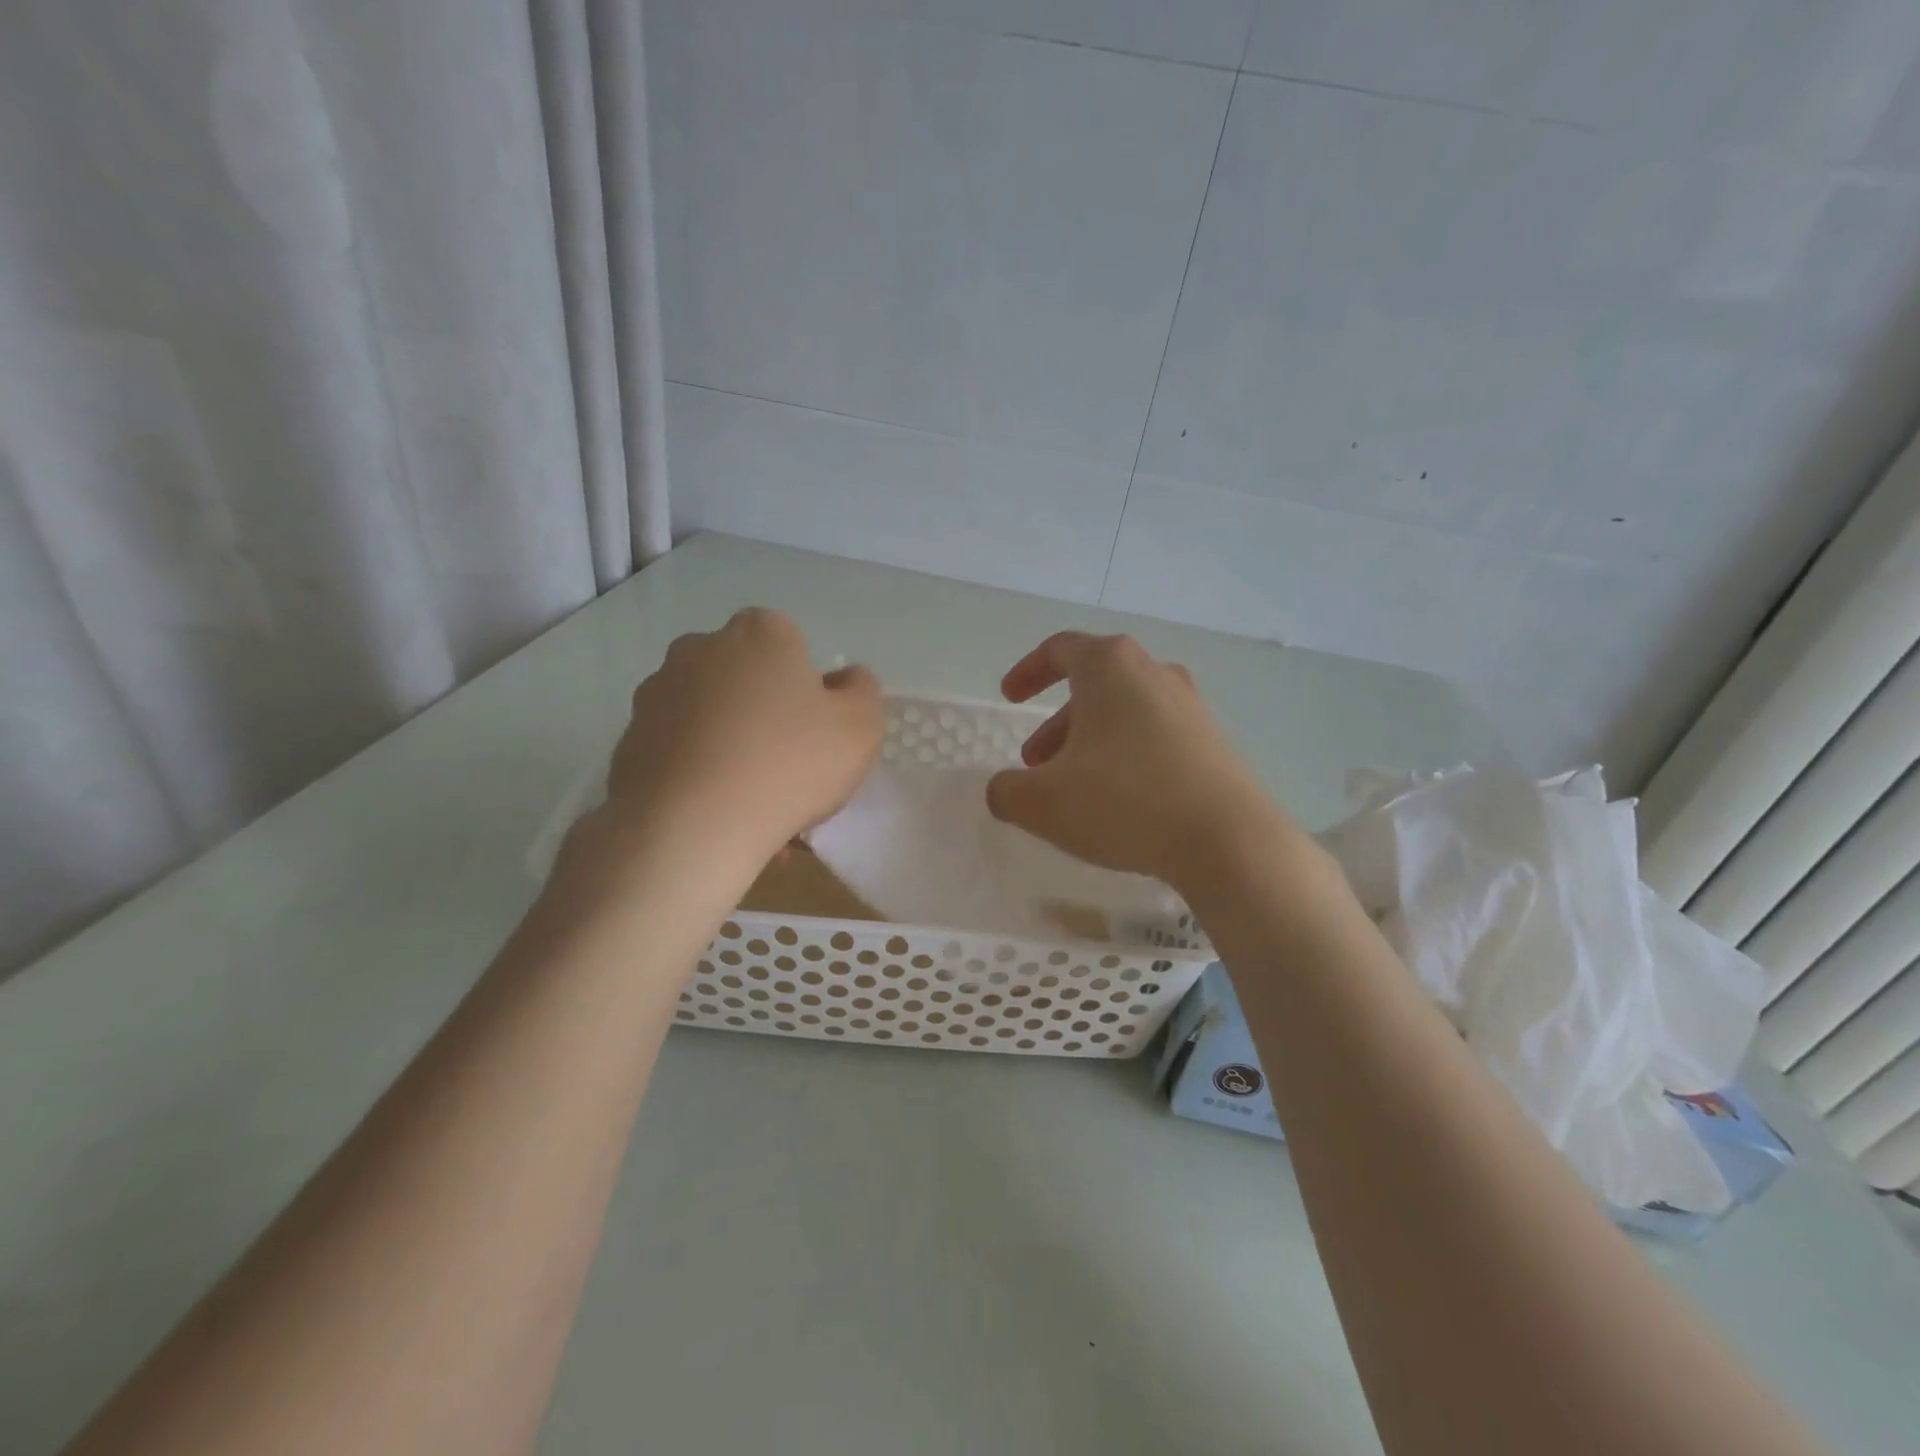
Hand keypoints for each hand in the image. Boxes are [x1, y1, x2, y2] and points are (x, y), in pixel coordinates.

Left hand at [586, 608, 881, 873]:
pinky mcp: (629, 739)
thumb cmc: (788, 765)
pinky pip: (680, 752)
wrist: (690, 828)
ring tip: (754, 806)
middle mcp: (700, 649)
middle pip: (747, 679)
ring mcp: (657, 693)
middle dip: (766, 714)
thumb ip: (861, 691)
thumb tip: (845, 679)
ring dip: (733, 748)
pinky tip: (720, 816)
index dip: (807, 687)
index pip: (790, 644)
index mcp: (758, 633)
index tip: (815, 731)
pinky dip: (700, 774)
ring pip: (712, 718)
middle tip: (788, 768)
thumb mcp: (859, 727)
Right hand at [986, 632, 1306, 893]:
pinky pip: (1155, 737)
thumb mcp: (1043, 803)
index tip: (1009, 698)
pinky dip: (1125, 756)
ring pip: (1124, 713)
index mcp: (1110, 667)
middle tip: (1035, 763)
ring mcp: (1190, 706)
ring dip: (1089, 742)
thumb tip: (1002, 790)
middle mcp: (1154, 673)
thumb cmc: (1124, 802)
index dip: (1028, 671)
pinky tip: (1120, 801)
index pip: (1060, 649)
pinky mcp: (1213, 741)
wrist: (1228, 840)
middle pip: (1093, 685)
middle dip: (1057, 723)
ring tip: (1072, 789)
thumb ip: (1007, 791)